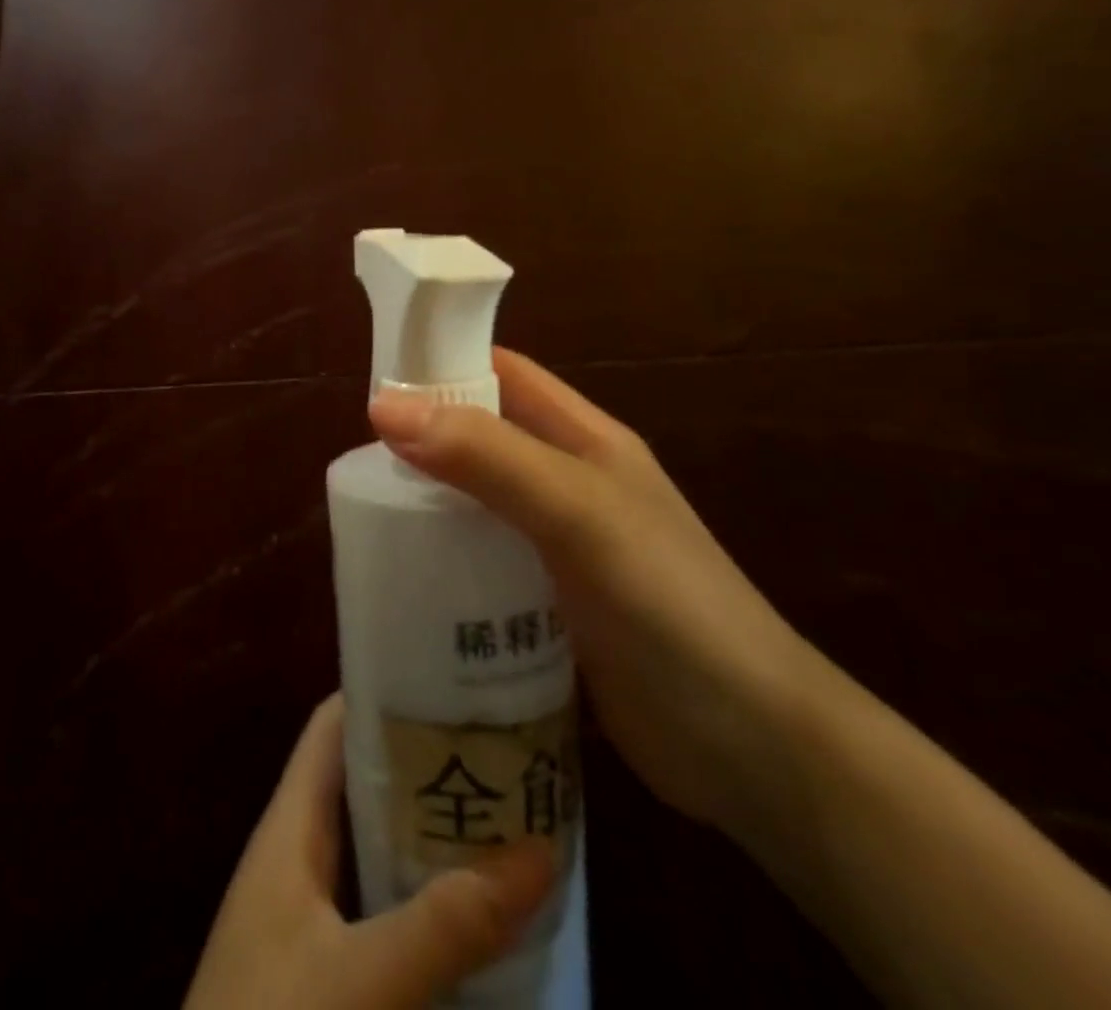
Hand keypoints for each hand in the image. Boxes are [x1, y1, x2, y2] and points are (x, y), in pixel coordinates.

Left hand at [184, 695, 555, 1009]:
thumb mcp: (361, 980)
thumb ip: (446, 924)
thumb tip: (540, 852)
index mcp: (289, 825)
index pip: (333, 725)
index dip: (384, 693)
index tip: (450, 680)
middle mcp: (296, 856)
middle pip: (363, 783)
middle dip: (426, 765)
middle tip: (499, 750)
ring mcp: (306, 917)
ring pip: (375, 849)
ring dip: (429, 833)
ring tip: (502, 815)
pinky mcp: (322, 972)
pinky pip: (379, 910)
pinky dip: (422, 900)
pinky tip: (472, 915)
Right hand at [369, 348, 822, 832]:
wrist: (751, 747)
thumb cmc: (668, 604)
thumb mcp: (577, 513)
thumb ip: (486, 456)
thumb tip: (384, 405)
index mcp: (585, 440)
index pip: (505, 374)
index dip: (446, 363)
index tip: (377, 382)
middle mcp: (570, 484)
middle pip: (484, 439)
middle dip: (425, 440)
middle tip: (359, 462)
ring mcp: (561, 548)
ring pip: (479, 504)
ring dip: (431, 504)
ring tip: (368, 519)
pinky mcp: (551, 606)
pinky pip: (484, 564)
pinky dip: (446, 562)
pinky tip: (408, 582)